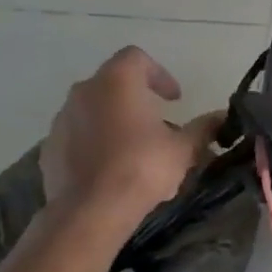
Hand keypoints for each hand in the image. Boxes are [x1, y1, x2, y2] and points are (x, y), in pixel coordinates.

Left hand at [40, 47, 223, 218]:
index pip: (136, 58)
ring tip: (135, 149)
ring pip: (93, 110)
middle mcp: (84, 92)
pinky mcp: (49, 149)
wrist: (89, 212)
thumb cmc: (141, 167)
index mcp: (117, 81)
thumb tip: (222, 118)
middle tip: (158, 124)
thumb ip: (202, 128)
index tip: (174, 99)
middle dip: (136, 99)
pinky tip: (110, 168)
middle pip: (113, 83)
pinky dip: (94, 143)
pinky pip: (77, 136)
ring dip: (114, 120)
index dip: (159, 74)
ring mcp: (62, 121)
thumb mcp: (183, 148)